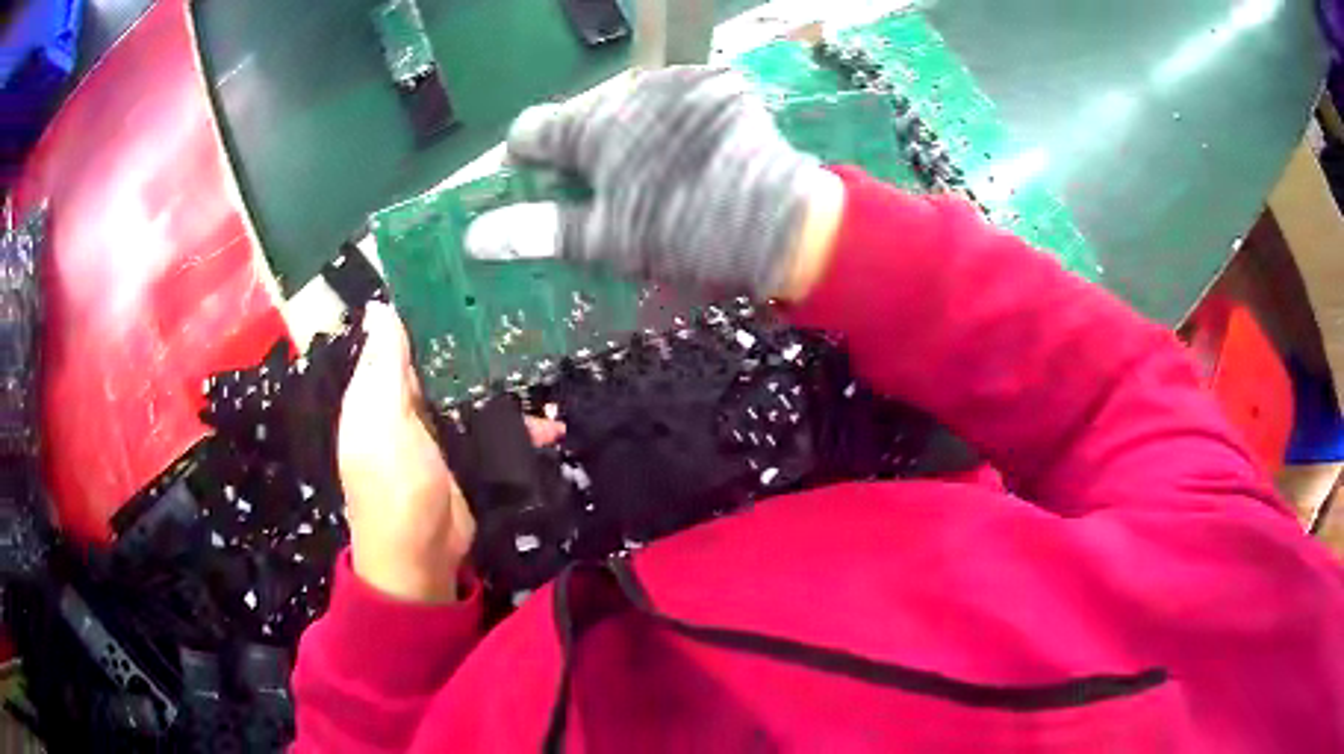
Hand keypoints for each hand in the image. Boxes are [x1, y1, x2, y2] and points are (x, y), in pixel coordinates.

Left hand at [337, 303, 563, 602]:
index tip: (466, 276)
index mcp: (379, 391)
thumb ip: (384, 366)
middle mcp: (408, 405)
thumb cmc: (394, 484)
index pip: (401, 337)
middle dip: (474, 341)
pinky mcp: (469, 455)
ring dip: (503, 381)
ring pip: (473, 391)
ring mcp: (441, 431)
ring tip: (542, 359)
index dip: (427, 309)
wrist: (421, 557)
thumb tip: (381, 307)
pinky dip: (521, 427)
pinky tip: (551, 425)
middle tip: (518, 310)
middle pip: (442, 361)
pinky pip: (495, 429)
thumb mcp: (382, 420)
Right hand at [465, 66, 844, 300]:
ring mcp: (677, 79)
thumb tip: (473, 238)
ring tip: (657, 173)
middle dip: (585, 150)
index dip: (526, 160)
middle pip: (583, 117)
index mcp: (591, 126)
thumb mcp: (607, 240)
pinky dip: (674, 120)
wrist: (782, 220)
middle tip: (610, 191)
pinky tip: (693, 151)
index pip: (529, 130)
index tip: (539, 183)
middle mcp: (627, 89)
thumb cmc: (687, 233)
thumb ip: (538, 230)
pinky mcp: (717, 82)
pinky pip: (676, 97)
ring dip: (630, 131)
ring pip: (630, 104)